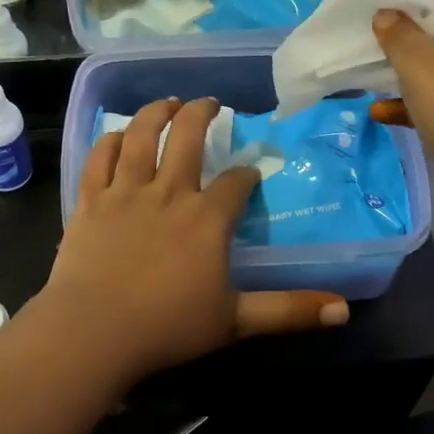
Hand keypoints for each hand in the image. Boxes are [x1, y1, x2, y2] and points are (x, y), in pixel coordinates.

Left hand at [47, 97, 347, 385]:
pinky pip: (100, 158)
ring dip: (157, 113)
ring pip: (142, 137)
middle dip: (202, 114)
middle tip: (210, 103)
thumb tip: (343, 311)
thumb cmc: (167, 327)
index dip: (246, 174)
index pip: (235, 183)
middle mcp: (169, 193)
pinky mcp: (90, 200)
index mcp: (207, 219)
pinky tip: (118, 134)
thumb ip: (288, 311)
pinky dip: (110, 141)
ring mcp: (126, 192)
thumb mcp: (236, 322)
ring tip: (168, 102)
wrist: (93, 332)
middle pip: (188, 138)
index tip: (250, 173)